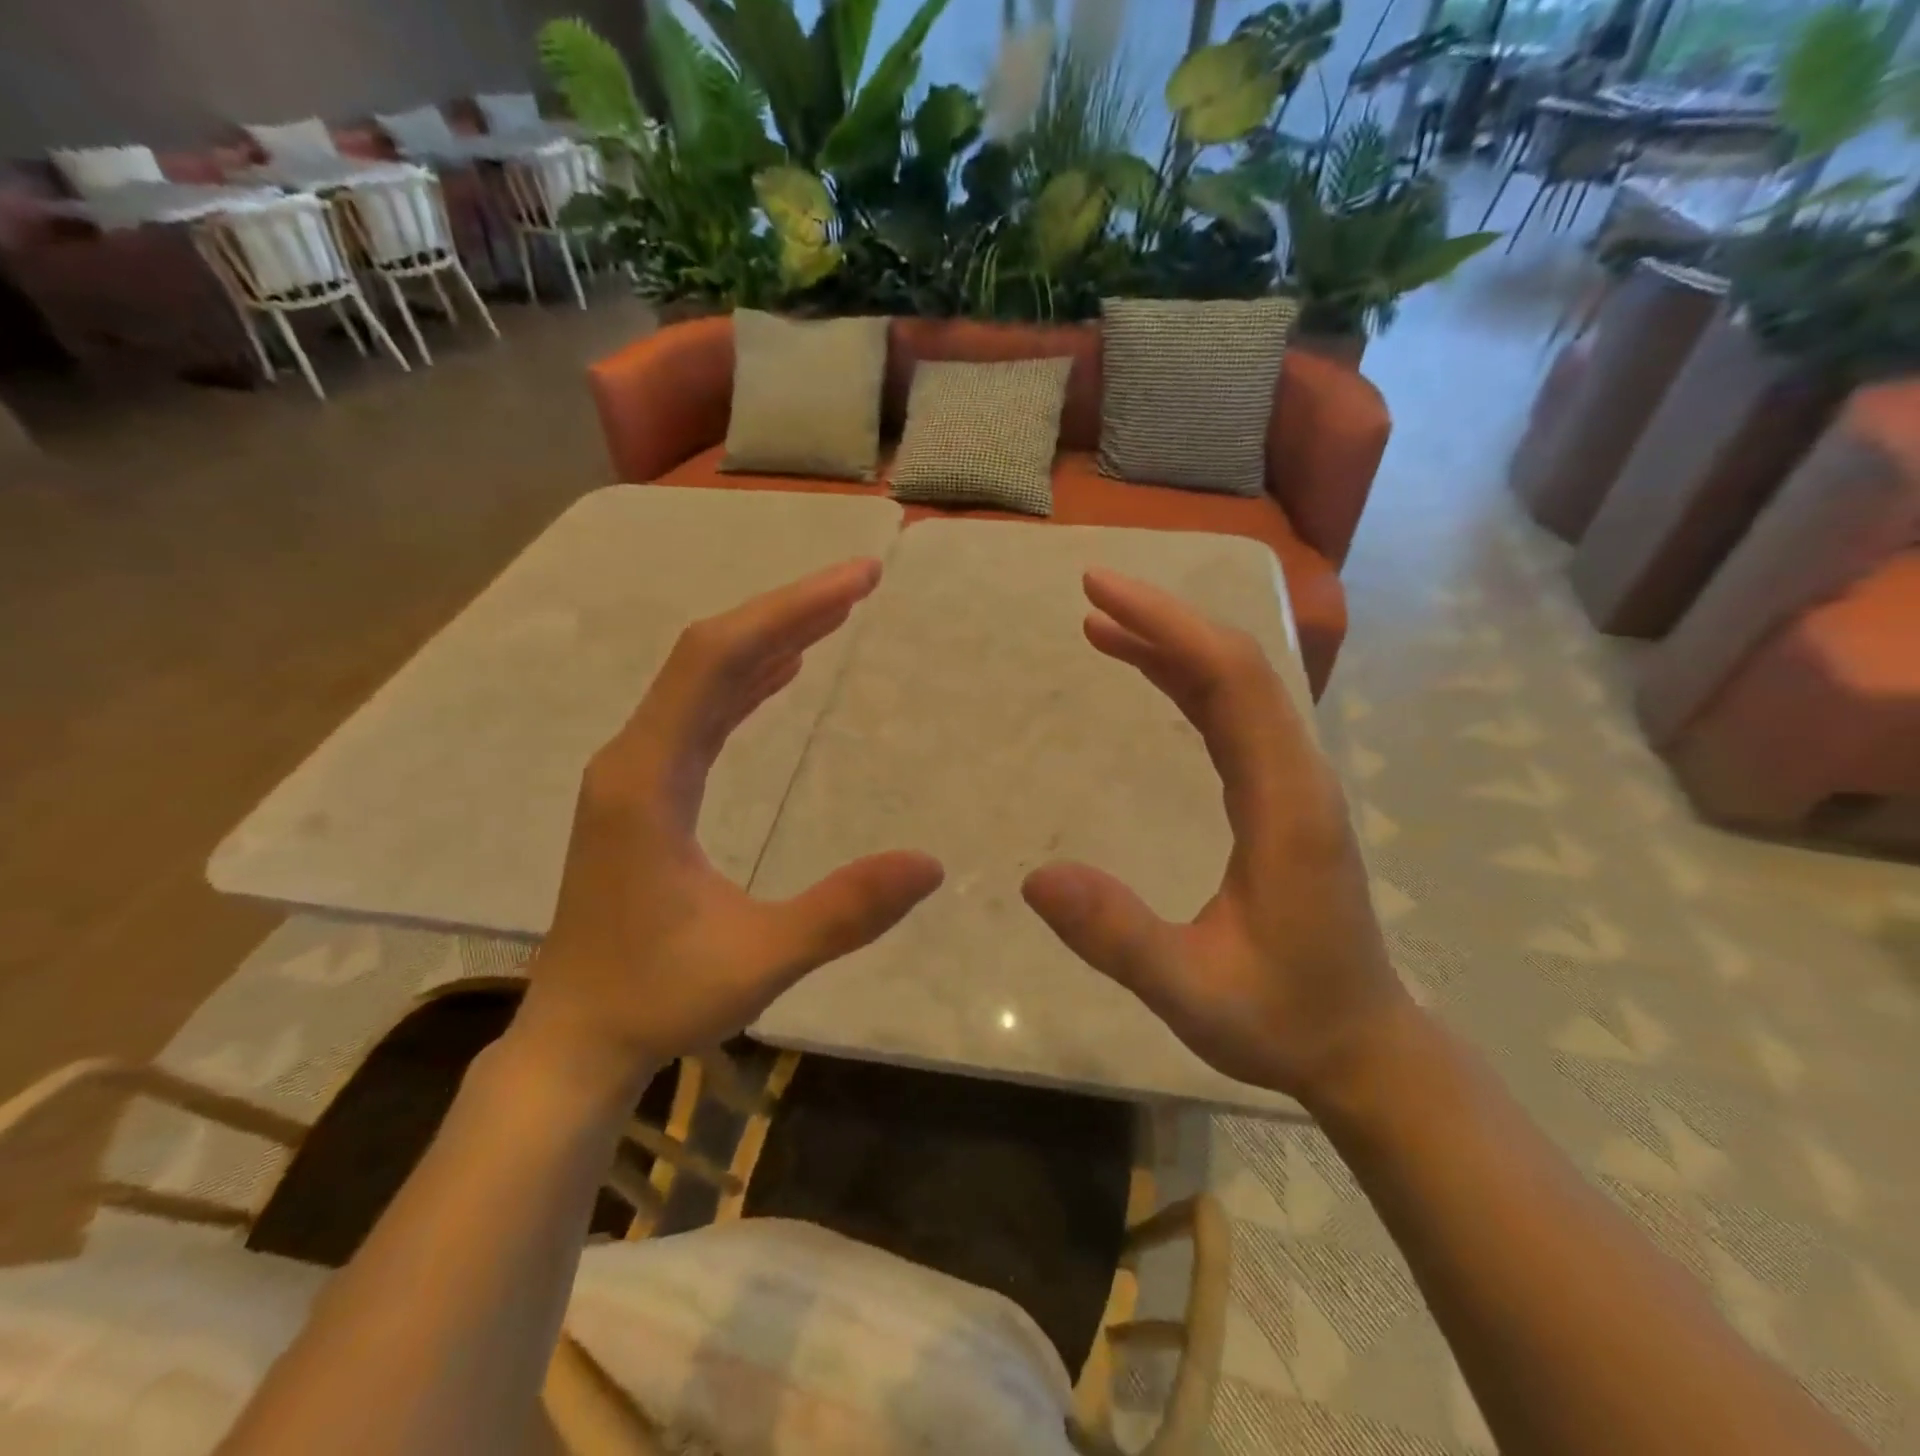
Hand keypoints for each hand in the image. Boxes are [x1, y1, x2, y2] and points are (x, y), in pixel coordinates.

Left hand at [514, 558, 944, 1100]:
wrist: (577, 1040)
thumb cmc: (658, 1000)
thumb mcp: (760, 960)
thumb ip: (844, 912)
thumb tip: (931, 864)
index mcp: (647, 778)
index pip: (718, 660)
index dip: (789, 611)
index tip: (857, 582)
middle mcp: (634, 758)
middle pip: (711, 655)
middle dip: (788, 611)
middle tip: (861, 583)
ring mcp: (635, 773)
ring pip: (704, 681)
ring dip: (769, 640)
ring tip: (834, 613)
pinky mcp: (645, 792)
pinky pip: (700, 715)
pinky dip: (746, 683)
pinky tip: (782, 672)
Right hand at [1022, 570, 1412, 1106]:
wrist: (1361, 1046)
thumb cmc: (1282, 1021)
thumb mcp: (1191, 992)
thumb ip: (1117, 937)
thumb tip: (1035, 876)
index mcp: (1285, 804)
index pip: (1231, 681)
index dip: (1167, 626)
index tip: (1099, 594)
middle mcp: (1297, 775)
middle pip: (1236, 667)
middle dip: (1163, 620)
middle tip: (1090, 592)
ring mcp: (1292, 782)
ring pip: (1235, 687)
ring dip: (1172, 646)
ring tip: (1101, 625)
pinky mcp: (1280, 796)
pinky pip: (1231, 717)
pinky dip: (1185, 683)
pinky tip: (1147, 675)